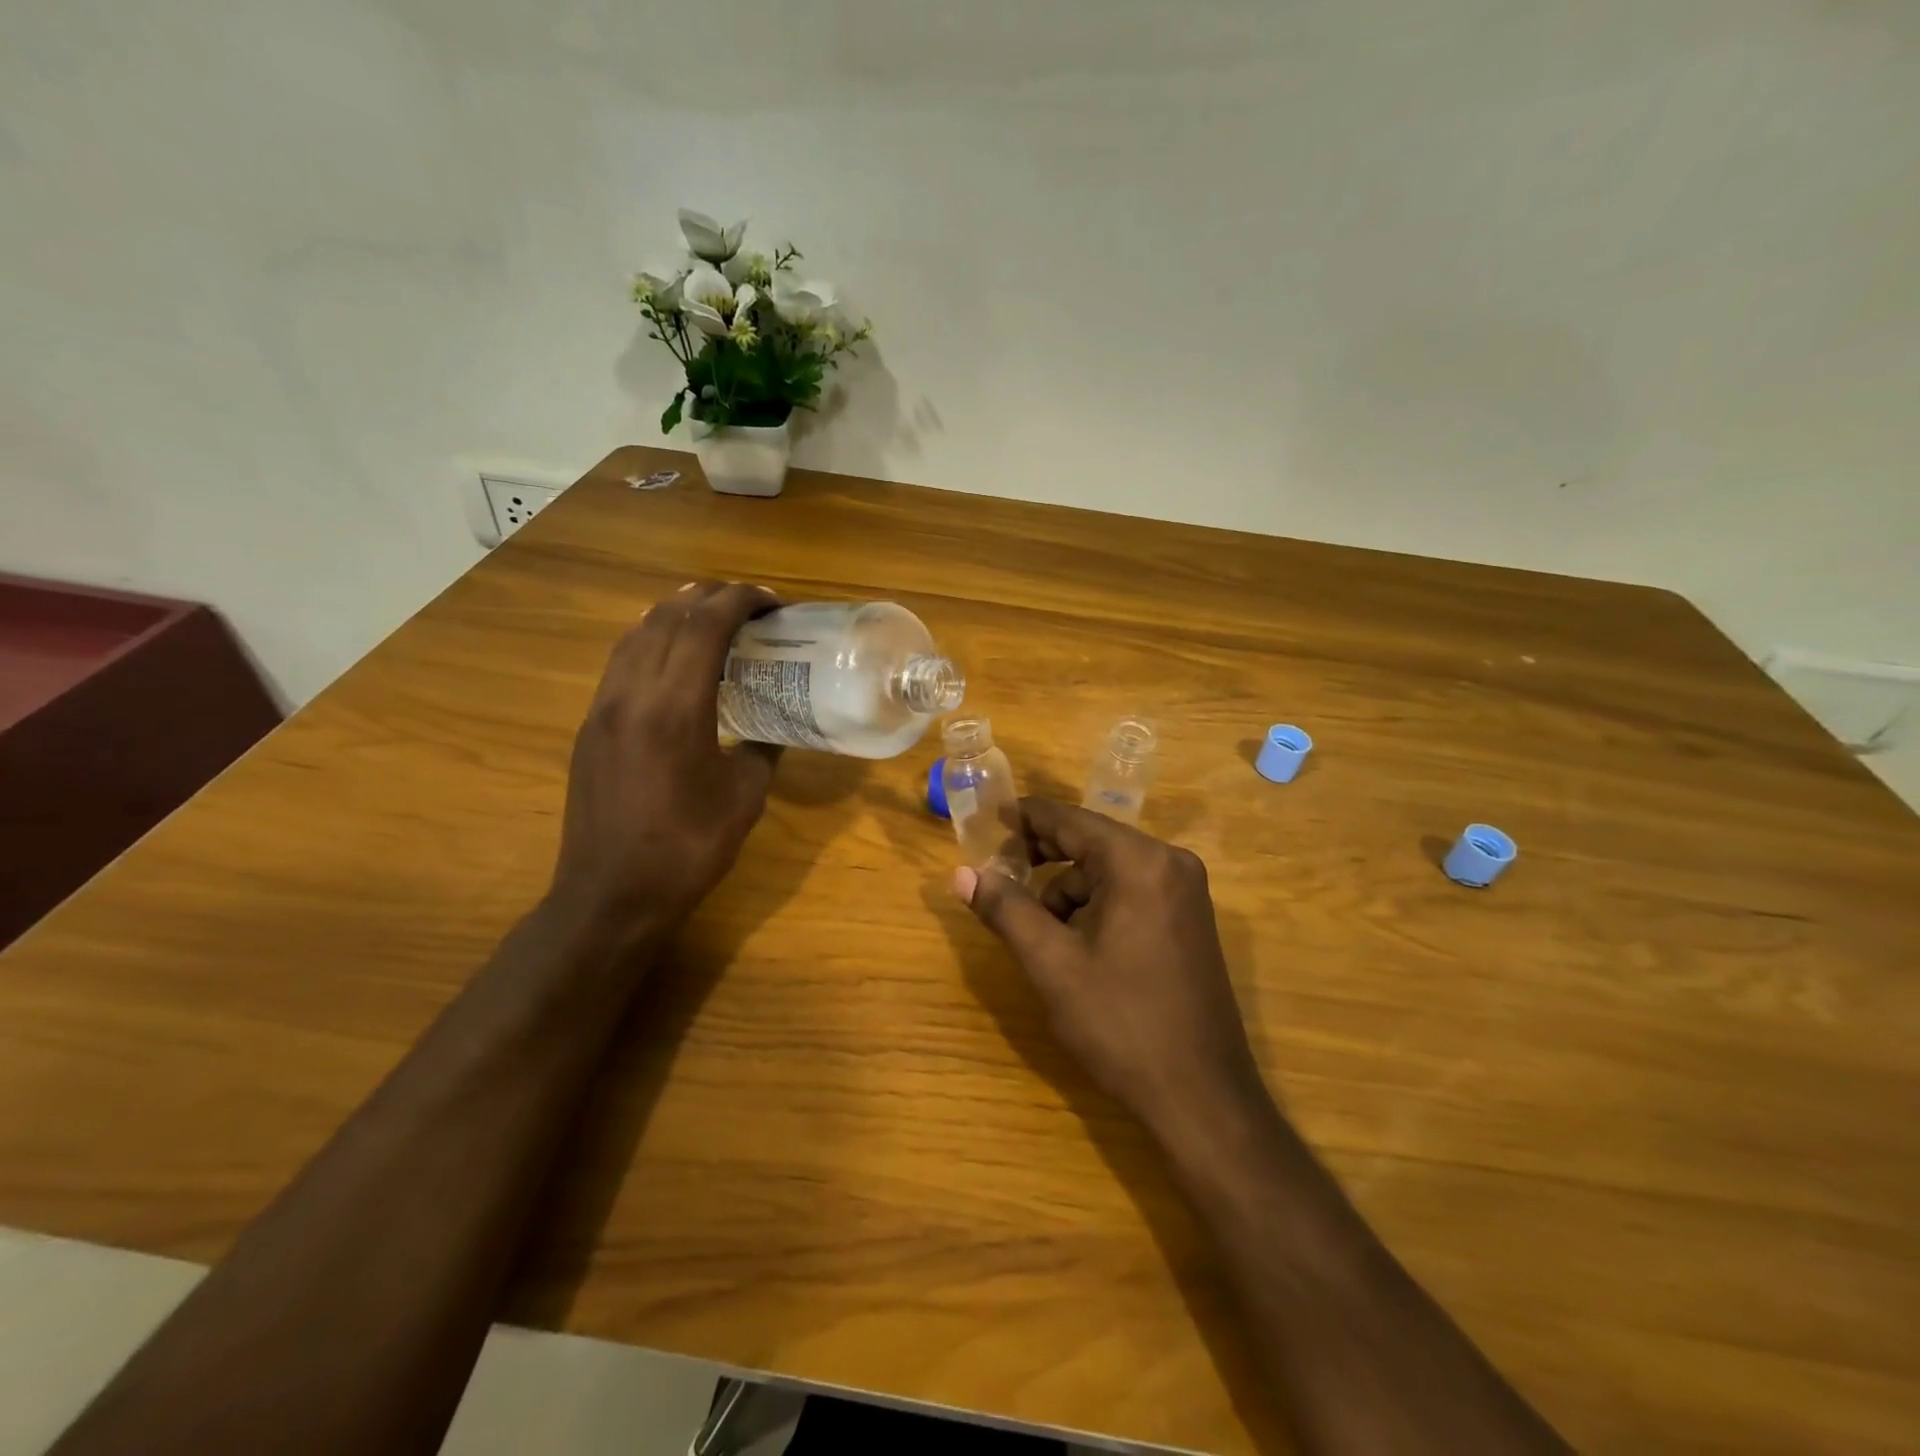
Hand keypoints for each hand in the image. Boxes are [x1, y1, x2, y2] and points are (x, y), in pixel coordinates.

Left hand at [548, 581, 780, 947]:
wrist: (611, 895)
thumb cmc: (687, 849)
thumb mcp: (746, 798)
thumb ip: (763, 749)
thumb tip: (774, 728)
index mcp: (676, 708)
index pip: (705, 625)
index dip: (740, 600)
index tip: (772, 602)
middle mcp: (632, 694)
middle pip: (667, 617)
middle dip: (710, 598)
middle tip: (748, 606)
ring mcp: (603, 708)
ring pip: (635, 634)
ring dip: (676, 614)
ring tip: (711, 619)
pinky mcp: (590, 726)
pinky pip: (621, 662)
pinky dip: (651, 642)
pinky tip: (673, 660)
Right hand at [955, 799, 1263, 1136]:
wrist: (1201, 1097)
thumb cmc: (1121, 1023)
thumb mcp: (1051, 964)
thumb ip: (1005, 909)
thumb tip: (961, 873)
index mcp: (1139, 862)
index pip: (1070, 820)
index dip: (1025, 818)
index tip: (989, 820)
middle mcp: (1170, 862)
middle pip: (1091, 841)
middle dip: (1044, 858)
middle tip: (1001, 876)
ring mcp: (1186, 891)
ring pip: (1108, 870)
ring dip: (1069, 891)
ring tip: (1043, 937)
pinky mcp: (1190, 919)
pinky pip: (1131, 891)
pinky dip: (1097, 906)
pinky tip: (1079, 947)